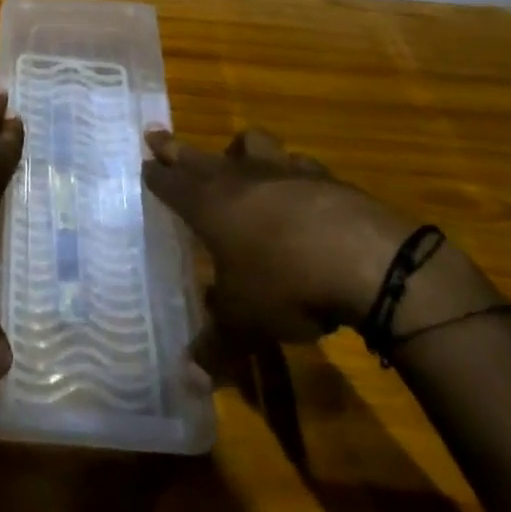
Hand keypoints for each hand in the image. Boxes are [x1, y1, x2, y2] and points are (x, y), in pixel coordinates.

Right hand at [143, 126, 493, 348]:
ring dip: (239, 150)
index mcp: (208, 205)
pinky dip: (292, 173)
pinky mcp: (324, 177)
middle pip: (199, 155)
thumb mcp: (246, 324)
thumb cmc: (286, 285)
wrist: (366, 259)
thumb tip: (191, 376)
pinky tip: (300, 190)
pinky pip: (298, 165)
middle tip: (157, 135)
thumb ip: (217, 344)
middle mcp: (239, 178)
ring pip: (251, 144)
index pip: (170, 183)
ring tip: (237, 158)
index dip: (155, 175)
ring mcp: (283, 171)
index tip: (144, 163)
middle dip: (176, 148)